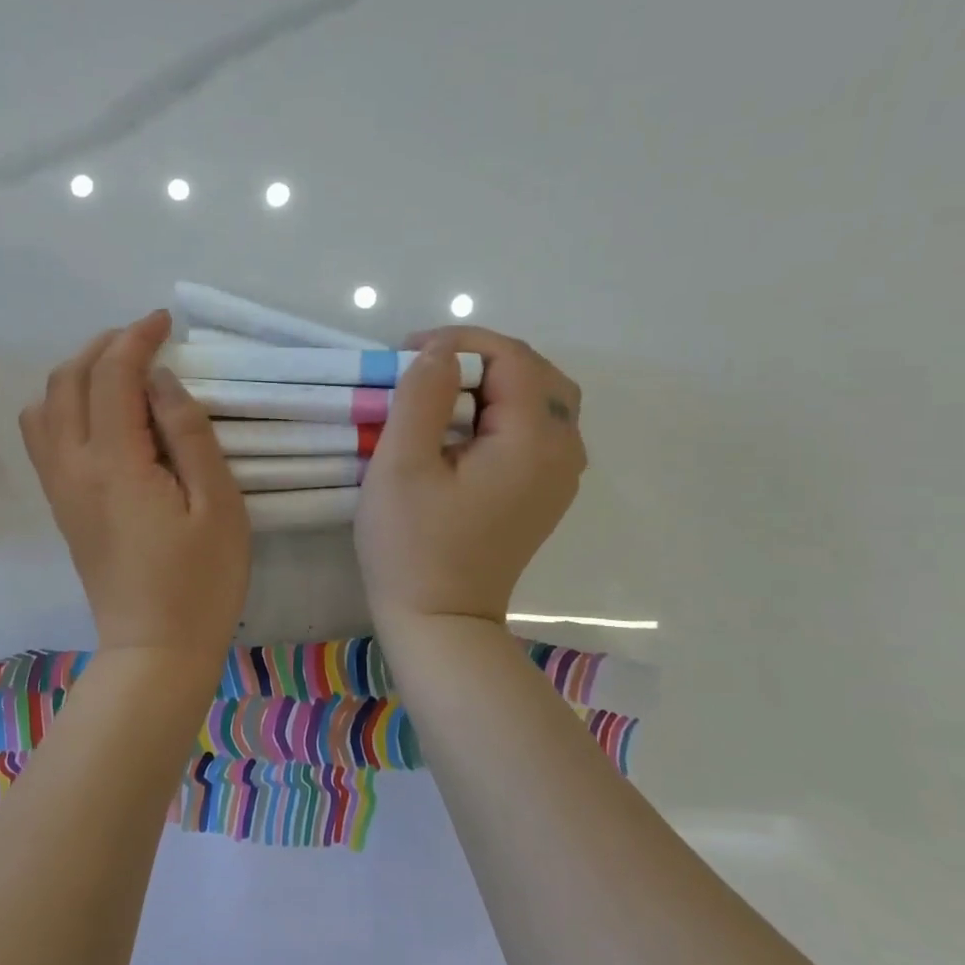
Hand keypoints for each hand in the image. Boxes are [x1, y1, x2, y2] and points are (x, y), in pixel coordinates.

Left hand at [21, 310, 249, 660]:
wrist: (154, 648)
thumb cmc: (200, 581)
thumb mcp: (218, 505)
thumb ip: (189, 434)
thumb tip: (160, 381)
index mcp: (115, 463)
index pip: (112, 375)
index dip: (136, 338)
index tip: (165, 322)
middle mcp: (73, 466)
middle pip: (68, 380)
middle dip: (104, 346)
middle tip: (145, 339)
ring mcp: (60, 487)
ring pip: (45, 405)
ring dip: (77, 372)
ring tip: (119, 371)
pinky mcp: (61, 505)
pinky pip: (42, 436)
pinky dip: (62, 404)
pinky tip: (98, 413)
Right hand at [356, 327, 585, 625]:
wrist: (441, 622)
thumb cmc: (412, 545)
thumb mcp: (401, 465)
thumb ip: (422, 396)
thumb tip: (441, 352)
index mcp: (533, 440)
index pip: (511, 357)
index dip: (460, 342)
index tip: (407, 353)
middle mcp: (563, 451)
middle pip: (536, 373)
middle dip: (480, 358)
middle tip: (425, 370)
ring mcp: (560, 475)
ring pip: (541, 399)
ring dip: (493, 383)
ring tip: (441, 394)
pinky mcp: (545, 493)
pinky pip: (537, 430)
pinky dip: (503, 412)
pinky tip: (462, 429)